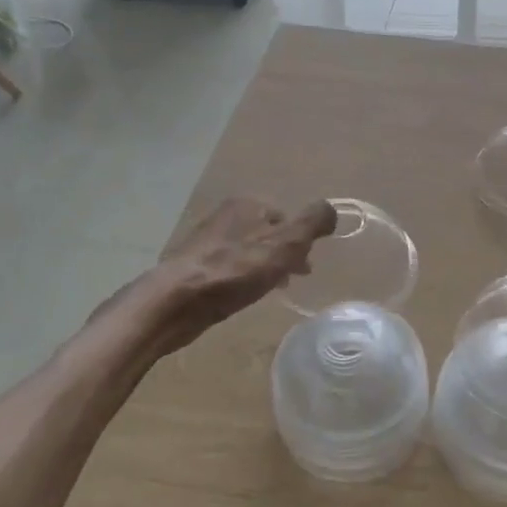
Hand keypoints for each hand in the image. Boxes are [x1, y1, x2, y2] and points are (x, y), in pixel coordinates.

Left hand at [87, 197, 336, 363]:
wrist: (174, 303)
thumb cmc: (234, 270)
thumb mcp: (286, 244)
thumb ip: (313, 223)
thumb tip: (332, 208)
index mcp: (247, 204)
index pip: (285, 215)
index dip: (300, 239)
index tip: (306, 265)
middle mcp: (224, 216)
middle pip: (266, 232)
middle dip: (282, 254)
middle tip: (292, 279)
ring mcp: (205, 241)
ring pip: (247, 251)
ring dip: (263, 267)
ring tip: (269, 291)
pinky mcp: (192, 266)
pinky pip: (228, 268)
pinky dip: (241, 278)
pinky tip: (241, 297)